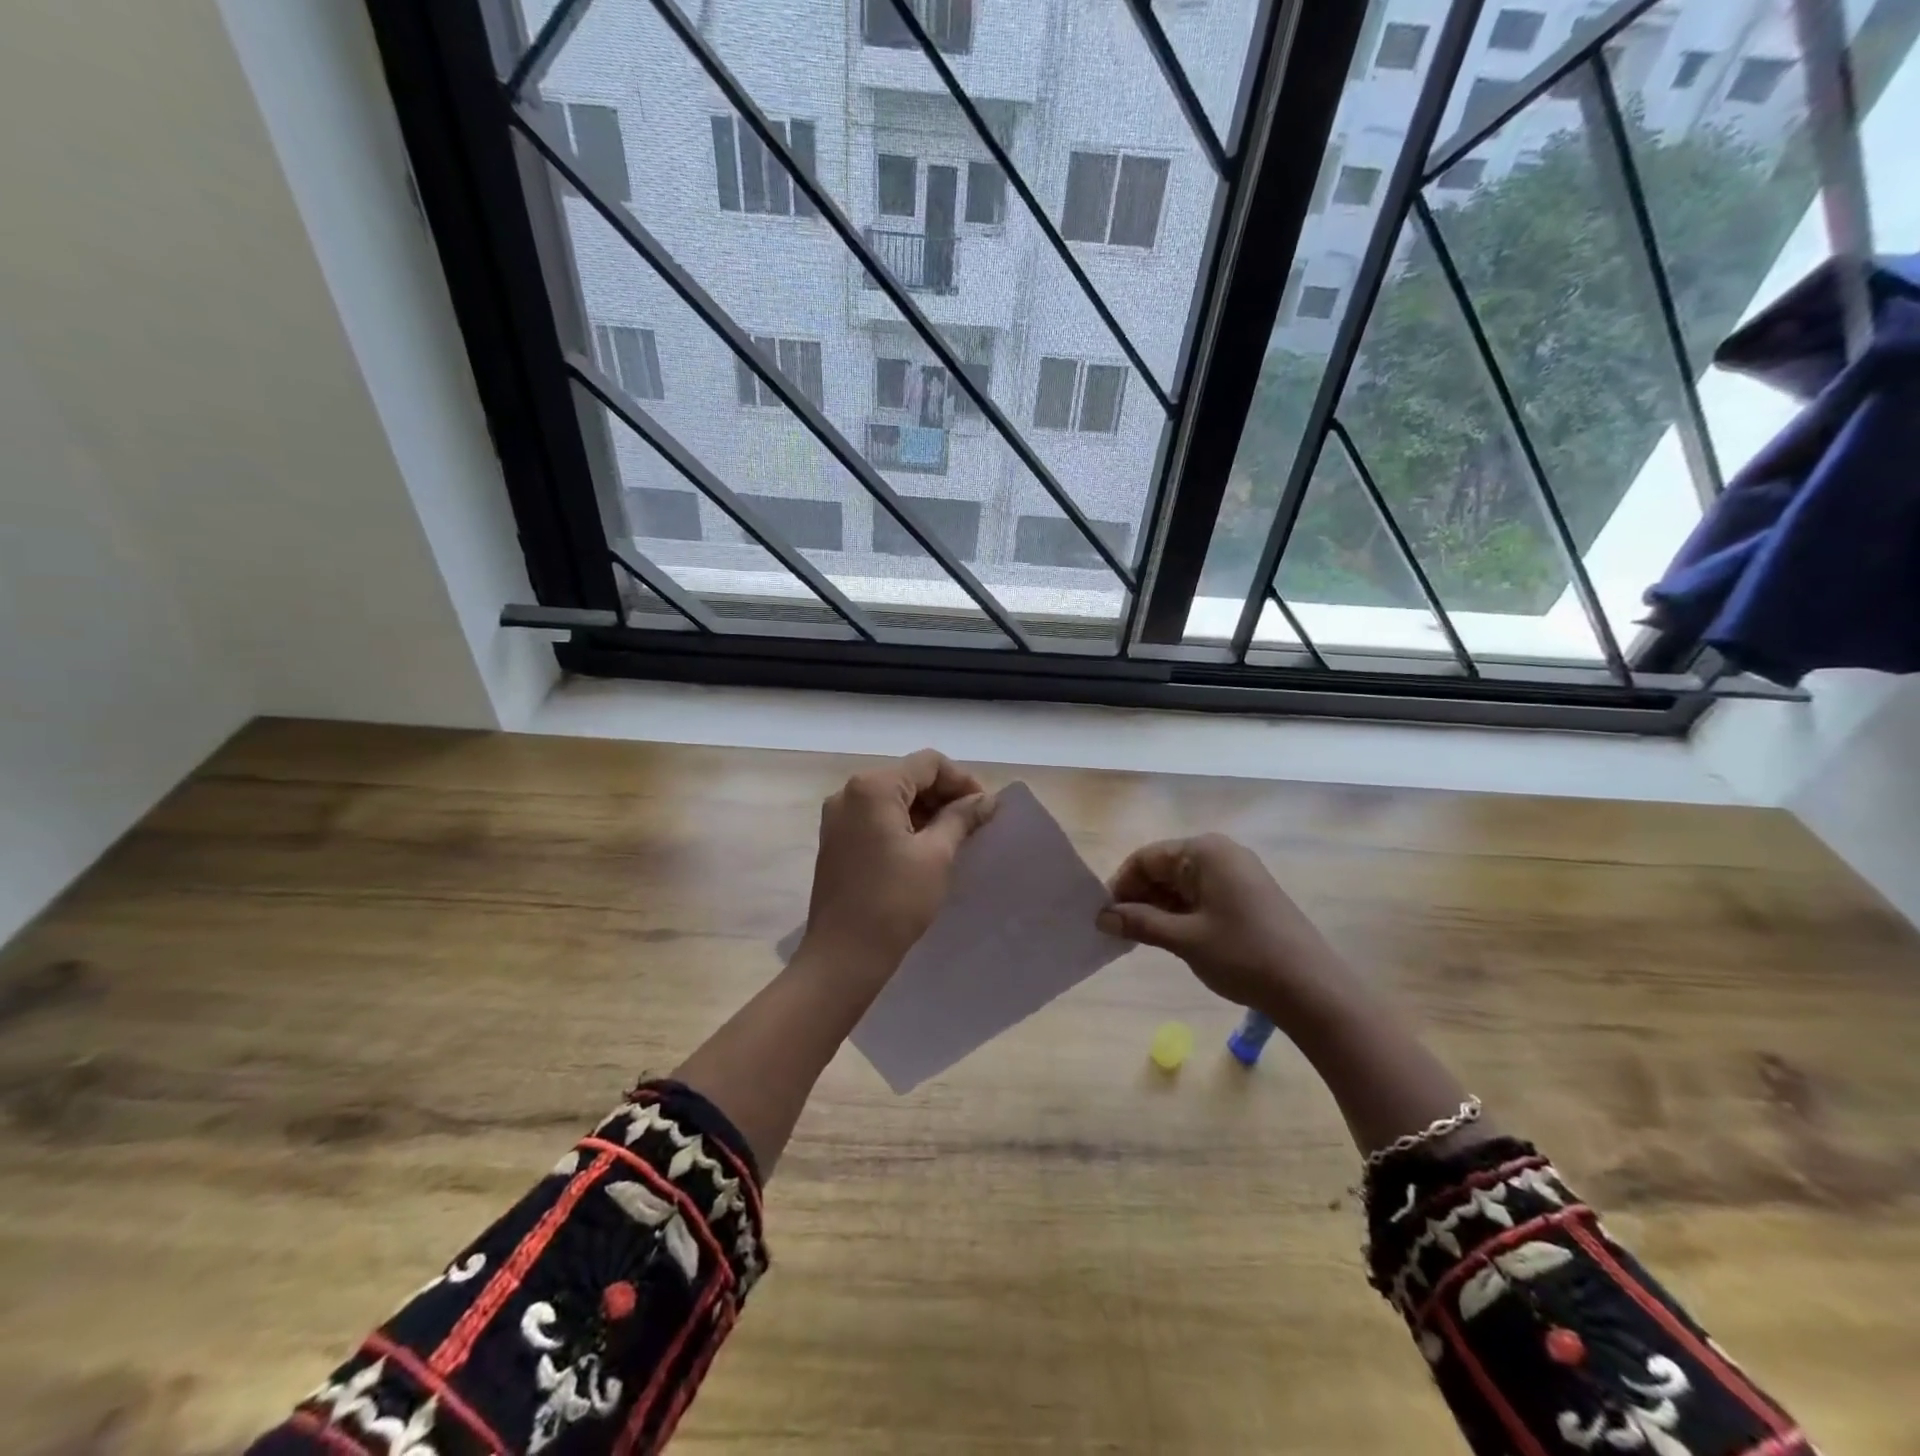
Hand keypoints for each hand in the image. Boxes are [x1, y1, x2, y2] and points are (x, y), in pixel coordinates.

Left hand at [798, 750, 994, 988]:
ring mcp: (838, 816)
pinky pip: (877, 817)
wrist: (844, 955)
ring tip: (956, 837)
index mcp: (873, 787)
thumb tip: (986, 800)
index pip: (928, 763)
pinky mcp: (836, 839)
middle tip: (975, 823)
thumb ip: (961, 818)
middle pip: (908, 776)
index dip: (962, 780)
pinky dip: (904, 824)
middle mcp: (849, 792)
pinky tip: (927, 847)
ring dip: (926, 810)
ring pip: (893, 797)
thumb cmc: (895, 901)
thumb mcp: (937, 855)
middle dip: (944, 794)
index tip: (986, 808)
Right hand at [1098, 834, 1352, 1031]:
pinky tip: (1168, 937)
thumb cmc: (1243, 955)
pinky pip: (1201, 896)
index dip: (1121, 884)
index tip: (1102, 915)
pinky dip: (1180, 913)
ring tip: (1138, 938)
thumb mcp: (1185, 939)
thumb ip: (1139, 922)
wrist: (1312, 989)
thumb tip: (1101, 917)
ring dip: (1158, 908)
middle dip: (1138, 897)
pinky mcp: (1247, 896)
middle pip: (1164, 868)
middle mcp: (1220, 854)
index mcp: (1205, 851)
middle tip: (1117, 930)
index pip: (1146, 857)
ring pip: (1181, 884)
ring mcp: (1237, 874)